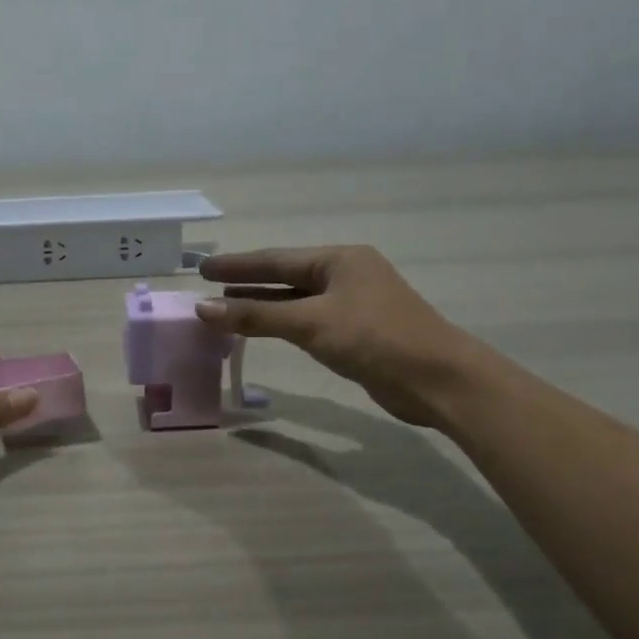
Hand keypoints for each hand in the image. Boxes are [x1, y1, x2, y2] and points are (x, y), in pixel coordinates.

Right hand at [196, 246, 476, 428]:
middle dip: (246, 281)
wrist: (437, 379)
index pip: (276, 259)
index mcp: (339, 259)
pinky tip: (263, 329)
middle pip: (285, 275)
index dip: (237, 265)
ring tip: (224, 307)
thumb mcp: (310, 323)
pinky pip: (308, 320)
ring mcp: (353, 303)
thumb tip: (202, 308)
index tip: (202, 268)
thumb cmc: (374, 338)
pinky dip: (281, 322)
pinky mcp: (357, 331)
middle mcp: (346, 274)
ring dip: (262, 303)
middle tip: (207, 285)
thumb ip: (256, 315)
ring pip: (296, 299)